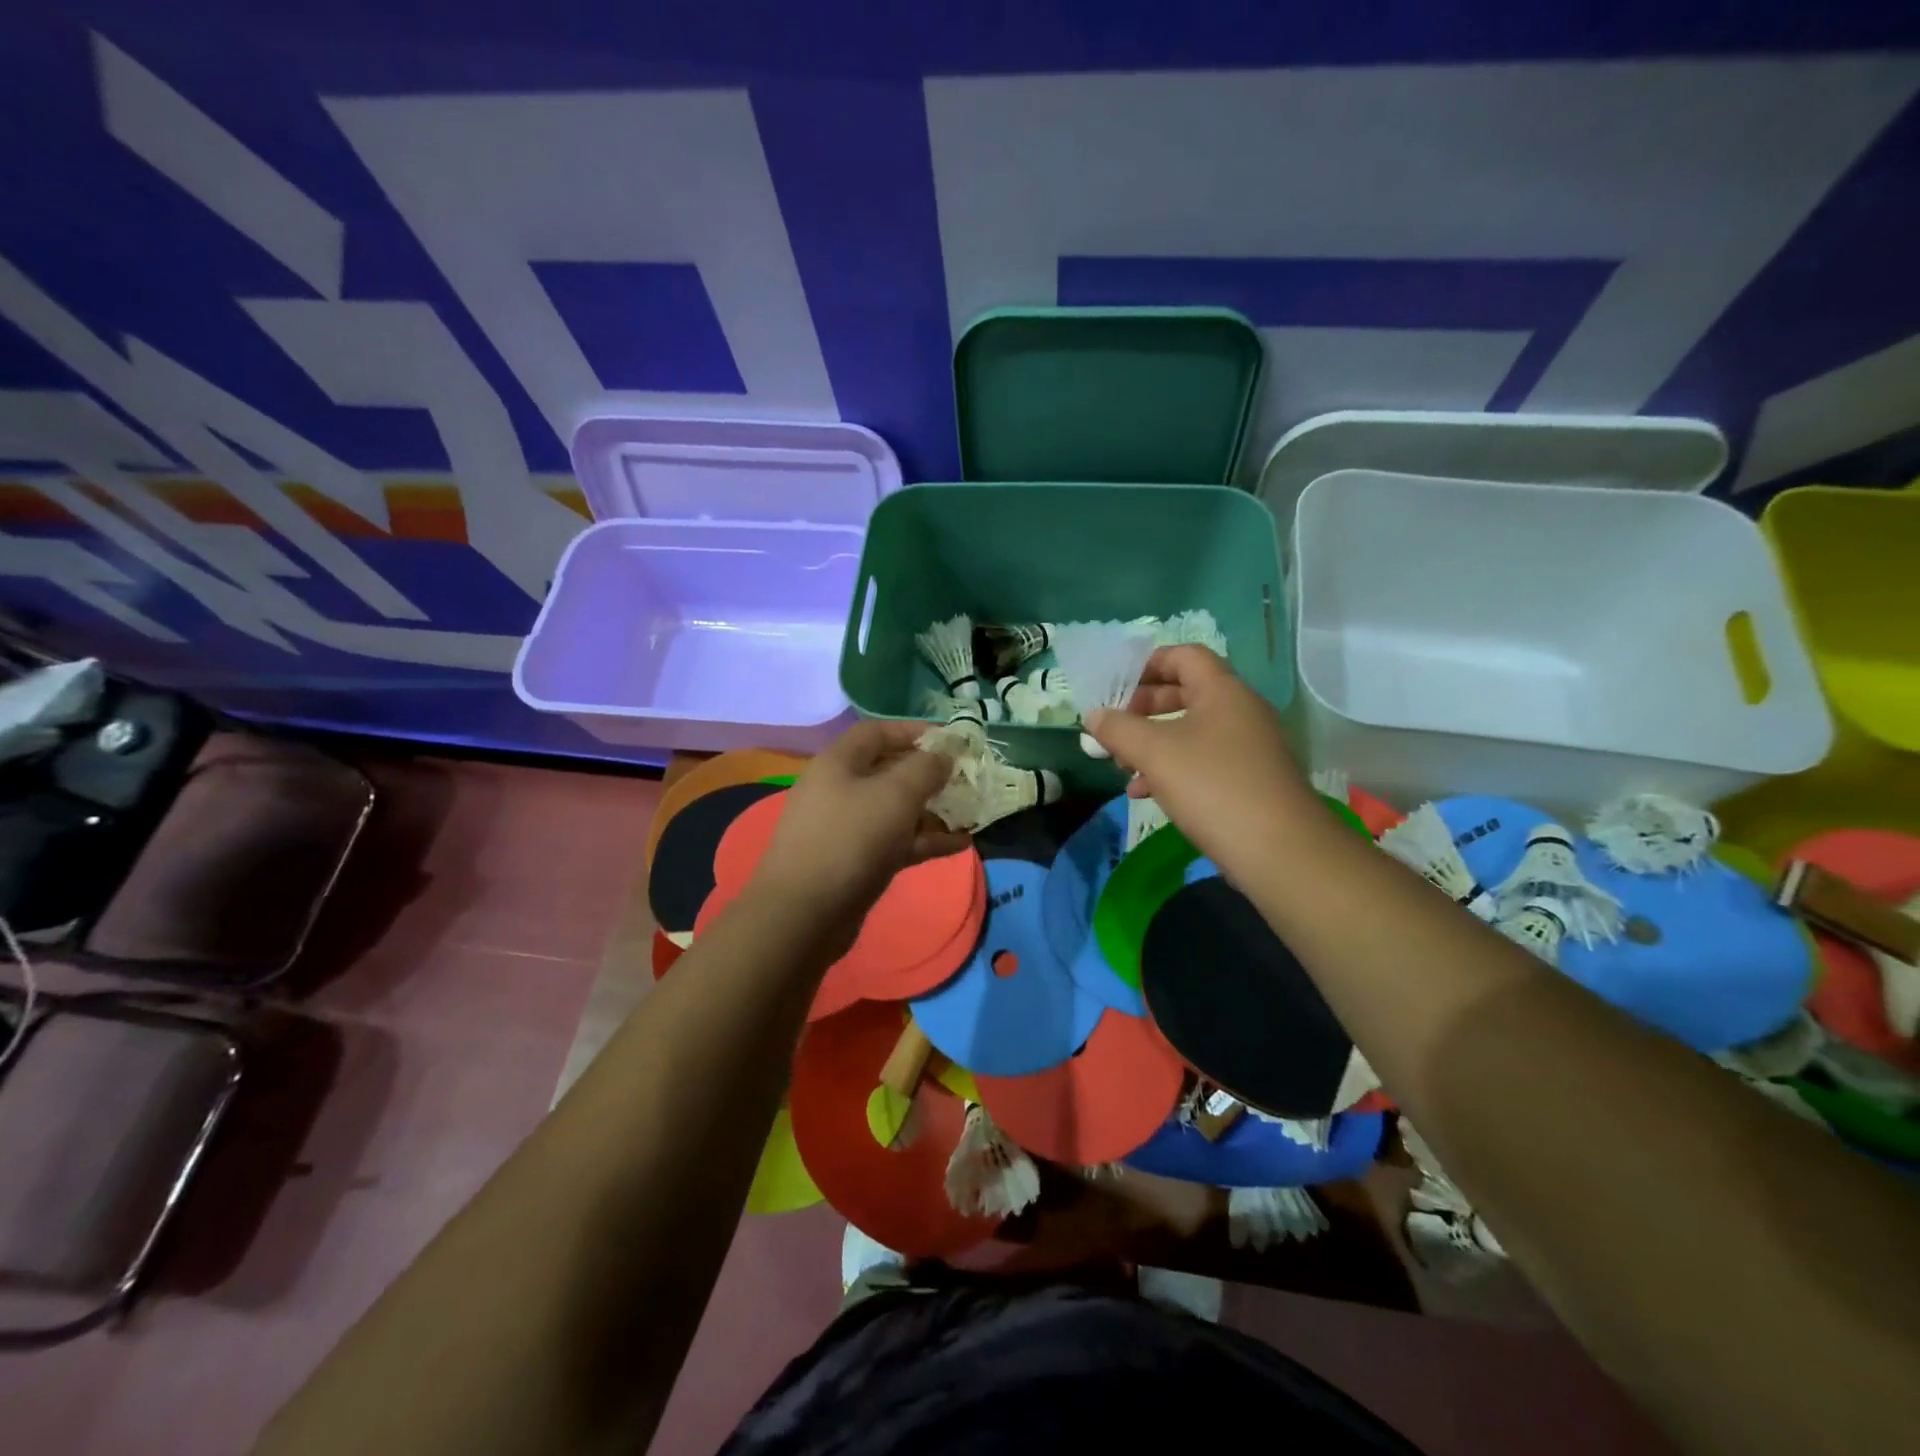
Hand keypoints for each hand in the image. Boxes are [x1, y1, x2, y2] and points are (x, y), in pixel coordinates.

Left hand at [750, 720, 970, 935]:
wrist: (804, 914)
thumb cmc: (851, 839)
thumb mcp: (895, 795)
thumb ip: (925, 768)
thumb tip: (943, 756)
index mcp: (839, 763)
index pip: (878, 732)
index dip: (914, 730)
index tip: (951, 740)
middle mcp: (839, 790)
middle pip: (889, 771)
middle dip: (929, 774)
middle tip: (966, 779)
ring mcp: (846, 828)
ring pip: (895, 810)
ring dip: (933, 810)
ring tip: (971, 813)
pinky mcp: (855, 862)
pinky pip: (896, 842)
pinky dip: (925, 840)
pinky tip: (961, 844)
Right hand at [1084, 646, 1319, 877]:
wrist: (1280, 851)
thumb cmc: (1212, 786)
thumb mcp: (1155, 753)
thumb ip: (1119, 729)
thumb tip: (1095, 716)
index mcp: (1223, 691)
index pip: (1184, 656)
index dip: (1147, 665)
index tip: (1116, 688)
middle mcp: (1239, 711)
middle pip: (1185, 692)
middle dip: (1144, 709)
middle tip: (1114, 728)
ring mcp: (1247, 747)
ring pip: (1190, 731)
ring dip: (1153, 743)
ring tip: (1122, 765)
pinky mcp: (1248, 780)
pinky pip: (1202, 762)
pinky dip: (1171, 770)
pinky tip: (1144, 793)